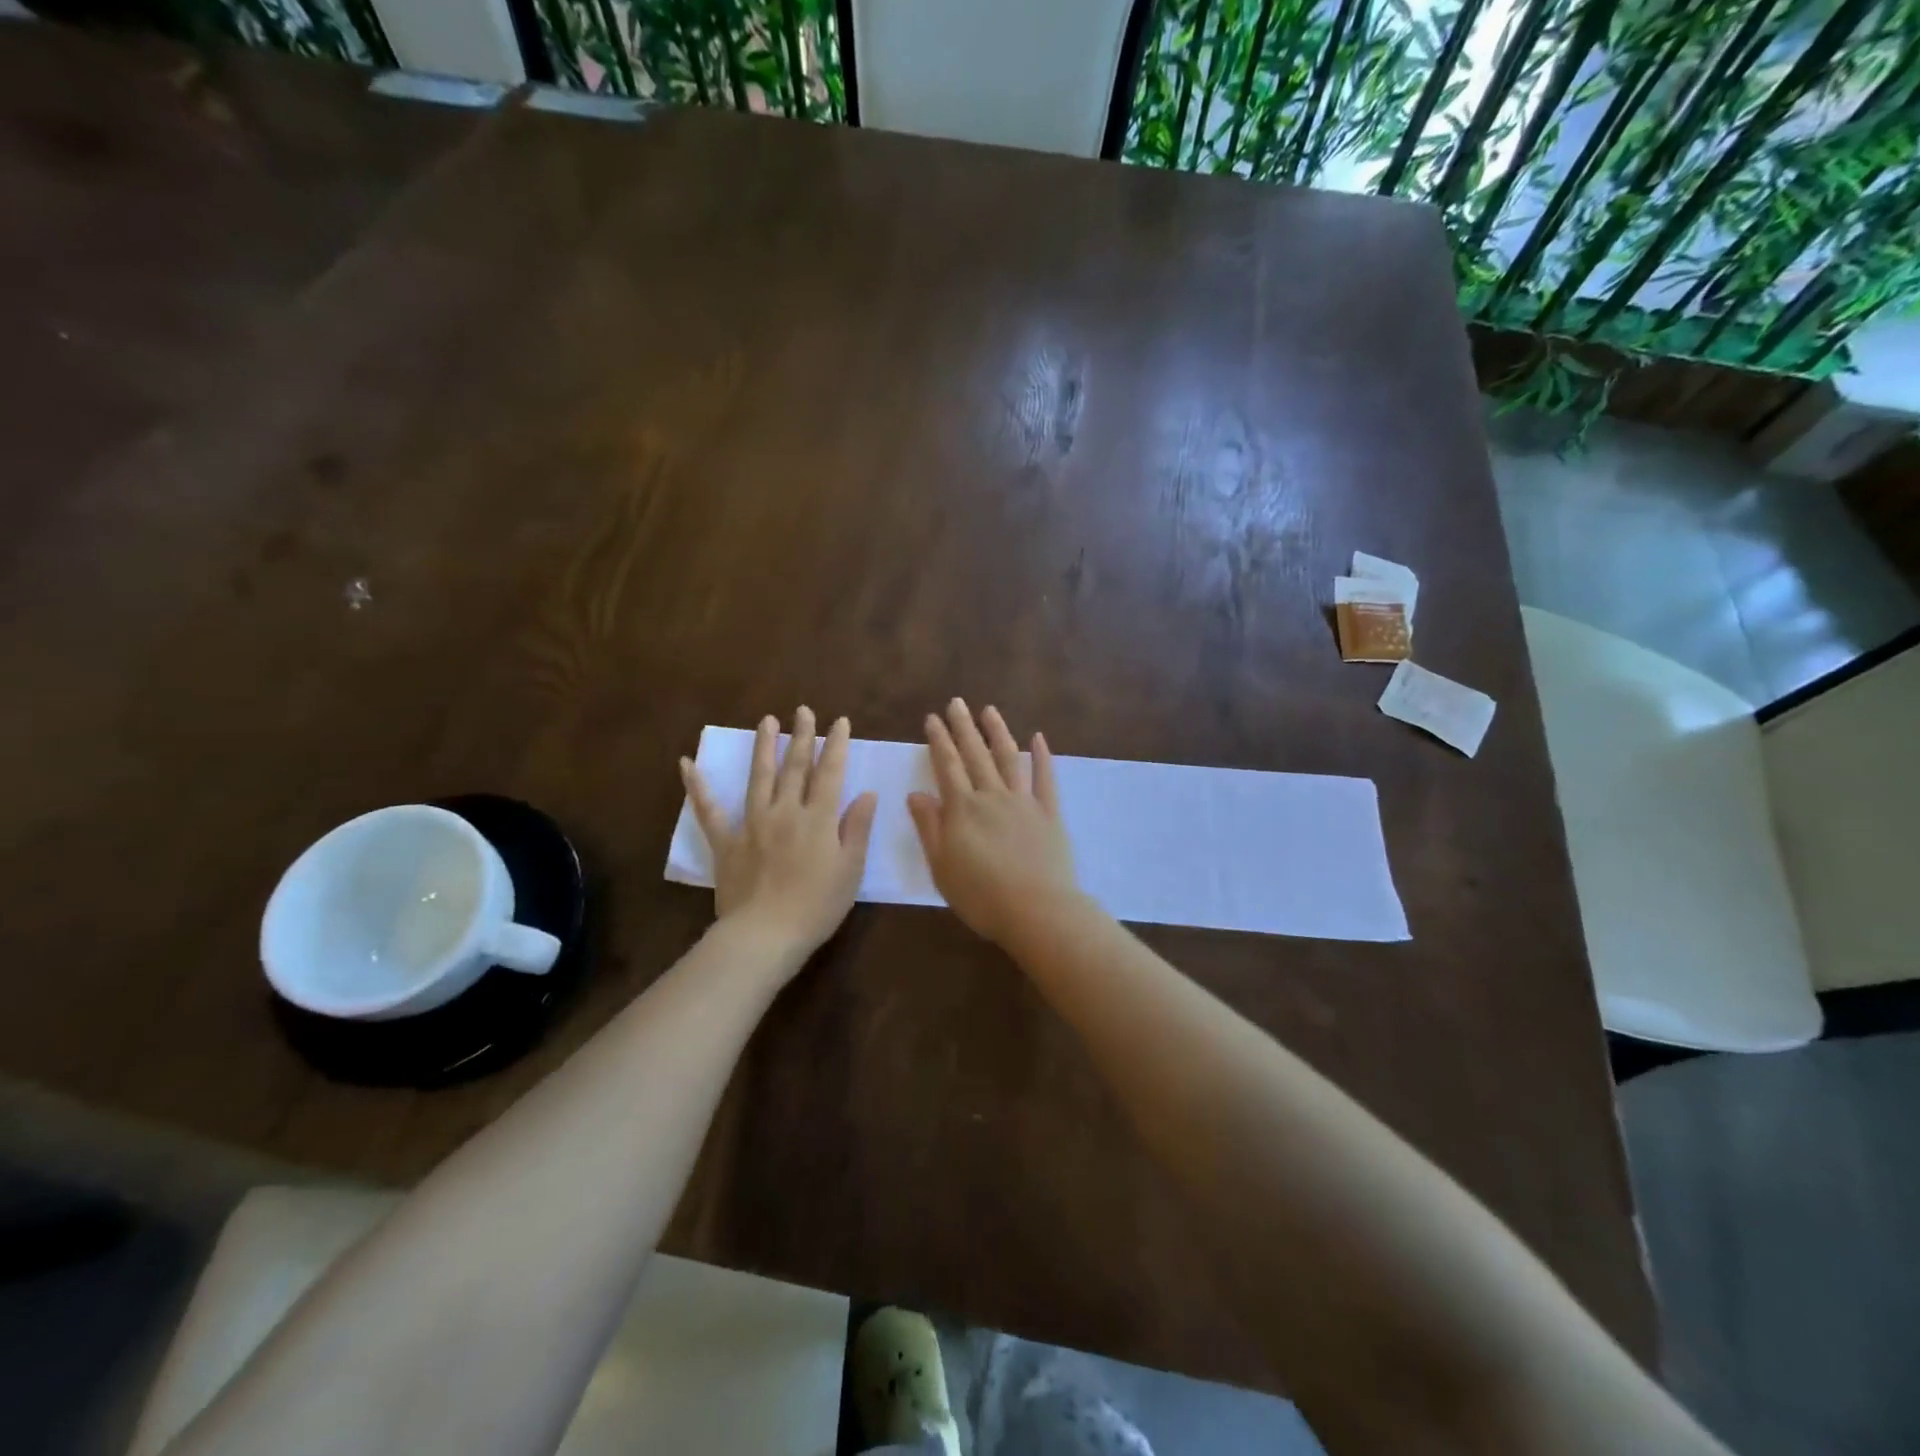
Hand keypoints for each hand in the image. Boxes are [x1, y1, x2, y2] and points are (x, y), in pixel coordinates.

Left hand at [680, 708, 878, 962]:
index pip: (830, 773)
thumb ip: (857, 828)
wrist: (765, 935)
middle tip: (804, 710)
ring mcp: (752, 824)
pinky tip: (687, 764)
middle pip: (795, 767)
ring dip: (764, 747)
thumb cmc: (817, 906)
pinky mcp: (726, 842)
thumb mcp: (850, 870)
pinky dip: (698, 787)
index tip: (840, 721)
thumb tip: (867, 793)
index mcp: (818, 819)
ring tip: (767, 721)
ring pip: (759, 777)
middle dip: (802, 736)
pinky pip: (709, 810)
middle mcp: (785, 811)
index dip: (837, 745)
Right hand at [908, 699, 1079, 946]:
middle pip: (975, 755)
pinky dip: (1042, 756)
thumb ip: (929, 827)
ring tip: (989, 710)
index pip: (947, 766)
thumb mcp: (942, 866)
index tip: (932, 718)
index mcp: (962, 809)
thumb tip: (916, 793)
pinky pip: (1045, 778)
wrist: (1036, 910)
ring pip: (1008, 758)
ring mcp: (1023, 802)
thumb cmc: (981, 896)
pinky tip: (1038, 737)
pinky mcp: (1049, 813)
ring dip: (998, 732)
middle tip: (956, 702)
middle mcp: (992, 796)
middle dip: (963, 727)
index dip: (939, 740)